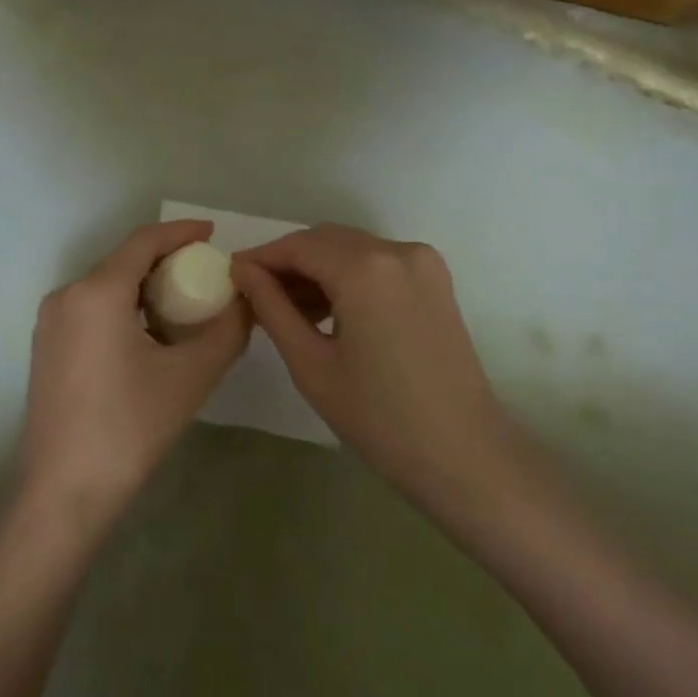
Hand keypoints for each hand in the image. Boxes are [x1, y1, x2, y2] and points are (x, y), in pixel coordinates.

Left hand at [14, 220, 249, 536]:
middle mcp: (66, 295)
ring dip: (144, 286)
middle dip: (166, 261)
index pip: (143, 241)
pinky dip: (123, 306)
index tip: (212, 234)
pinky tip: (149, 333)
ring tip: (184, 303)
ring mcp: (50, 322)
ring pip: (105, 286)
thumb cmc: (129, 429)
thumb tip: (247, 302)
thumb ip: (227, 331)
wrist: (63, 494)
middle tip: (205, 274)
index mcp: (96, 292)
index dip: (180, 232)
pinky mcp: (47, 347)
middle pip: (122, 261)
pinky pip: (91, 308)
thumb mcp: (190, 377)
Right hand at [232, 225, 526, 529]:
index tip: (232, 276)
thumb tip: (242, 271)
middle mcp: (396, 250)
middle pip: (325, 240)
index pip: (298, 246)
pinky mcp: (435, 279)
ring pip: (351, 248)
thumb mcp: (311, 363)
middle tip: (257, 296)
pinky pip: (377, 262)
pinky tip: (329, 310)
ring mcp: (422, 262)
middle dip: (288, 262)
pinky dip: (348, 275)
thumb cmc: (379, 418)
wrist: (465, 456)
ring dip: (318, 268)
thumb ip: (271, 307)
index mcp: (365, 268)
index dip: (261, 258)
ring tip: (289, 308)